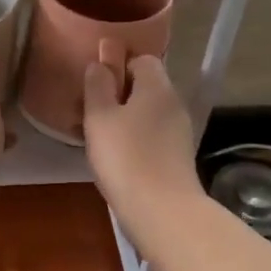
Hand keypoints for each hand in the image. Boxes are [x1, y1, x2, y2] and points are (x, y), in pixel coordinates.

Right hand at [82, 55, 203, 230]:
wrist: (162, 211)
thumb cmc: (125, 157)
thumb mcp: (100, 117)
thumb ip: (97, 86)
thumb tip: (100, 63)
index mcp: (157, 86)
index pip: (142, 59)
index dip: (118, 65)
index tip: (96, 84)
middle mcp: (174, 104)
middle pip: (146, 86)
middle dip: (119, 95)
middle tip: (90, 112)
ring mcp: (179, 132)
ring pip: (148, 113)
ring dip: (125, 119)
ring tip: (99, 137)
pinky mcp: (178, 157)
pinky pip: (153, 136)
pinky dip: (135, 140)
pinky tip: (117, 158)